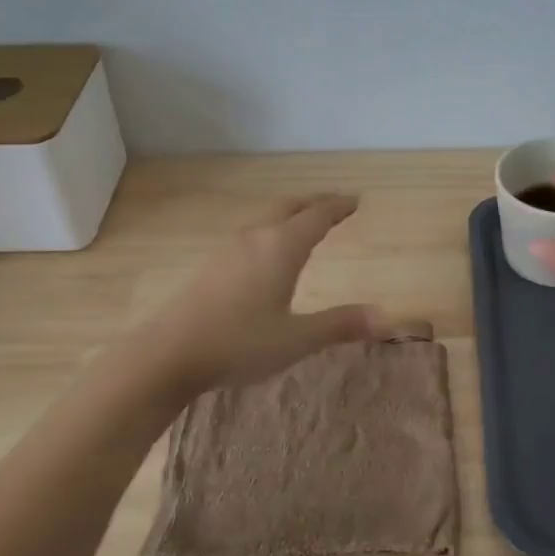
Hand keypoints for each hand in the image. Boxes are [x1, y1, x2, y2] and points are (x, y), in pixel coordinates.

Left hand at [143, 194, 384, 394]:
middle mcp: (255, 238)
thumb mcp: (298, 338)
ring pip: (266, 220)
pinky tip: (266, 255)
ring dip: (290, 216)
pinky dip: (271, 232)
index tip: (355, 201)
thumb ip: (340, 324)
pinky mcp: (211, 266)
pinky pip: (251, 235)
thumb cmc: (240, 343)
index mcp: (281, 247)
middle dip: (314, 204)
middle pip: (289, 208)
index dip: (338, 208)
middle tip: (334, 204)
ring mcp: (228, 250)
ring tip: (304, 224)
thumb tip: (385, 318)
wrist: (169, 354)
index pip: (317, 216)